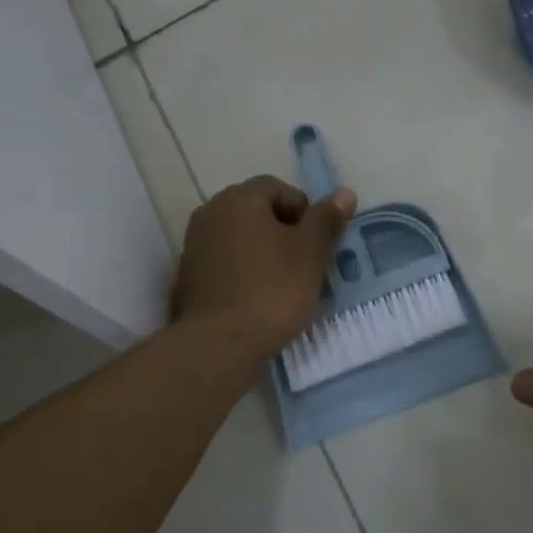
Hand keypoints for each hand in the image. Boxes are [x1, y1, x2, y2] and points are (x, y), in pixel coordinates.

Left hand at [172, 176, 355, 361]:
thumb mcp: (311, 253)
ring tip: (283, 283)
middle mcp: (211, 213)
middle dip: (282, 230)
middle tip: (304, 262)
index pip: (277, 188)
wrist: (219, 344)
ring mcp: (194, 245)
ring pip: (239, 237)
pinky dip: (242, 271)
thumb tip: (345, 192)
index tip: (316, 243)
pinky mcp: (187, 276)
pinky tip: (256, 297)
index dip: (303, 211)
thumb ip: (326, 219)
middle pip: (255, 210)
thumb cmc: (272, 290)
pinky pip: (223, 261)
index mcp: (239, 199)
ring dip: (262, 251)